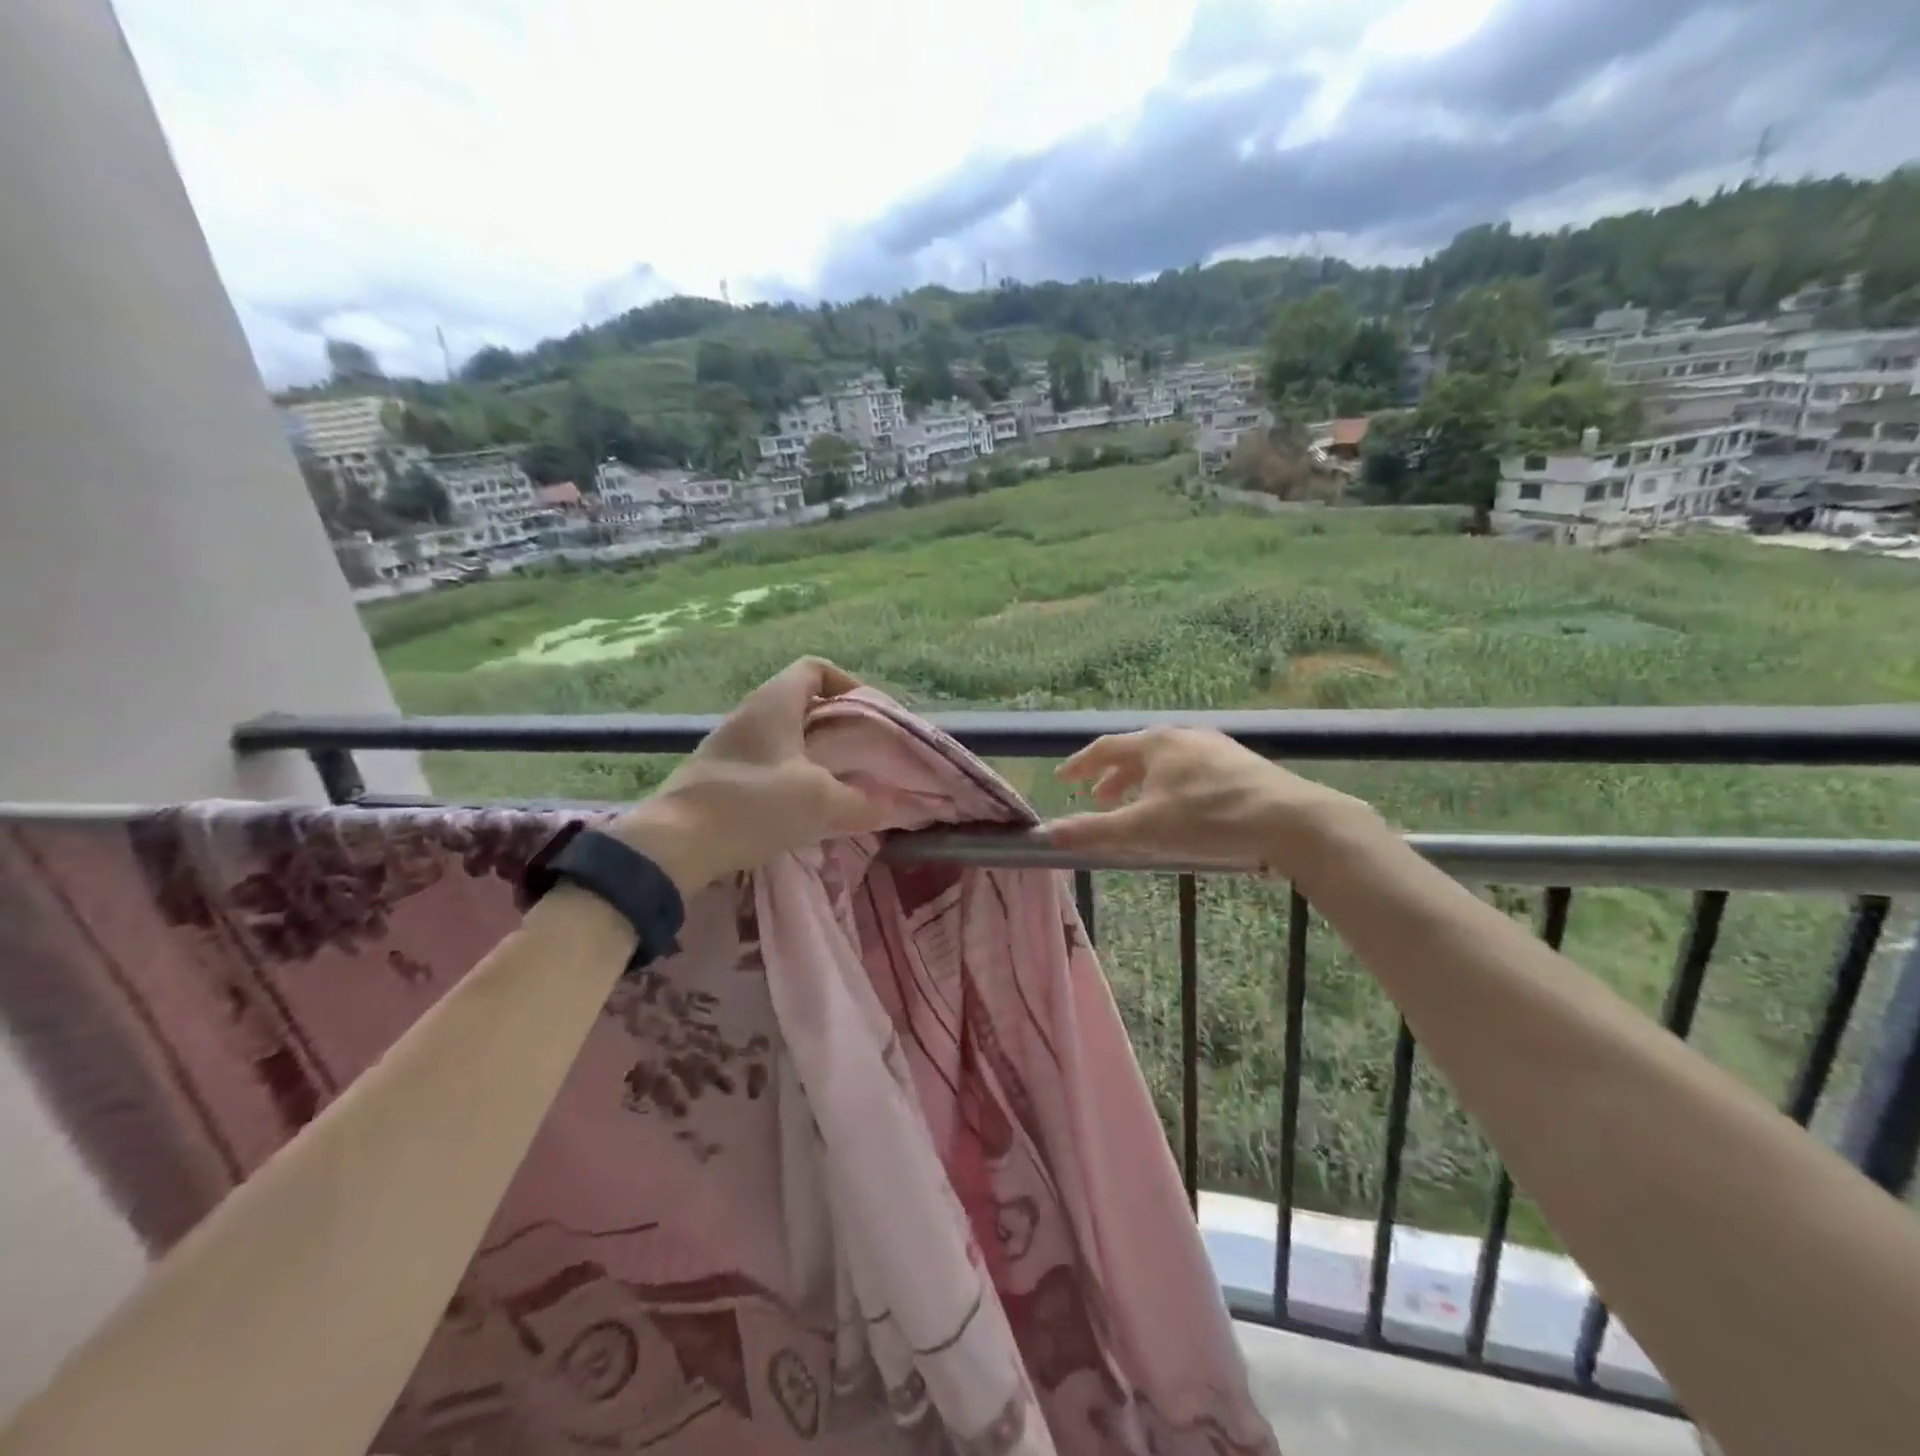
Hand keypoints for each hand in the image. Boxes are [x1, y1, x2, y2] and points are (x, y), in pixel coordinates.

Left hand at [605, 658, 882, 893]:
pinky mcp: (719, 775)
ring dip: (814, 753)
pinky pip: (766, 761)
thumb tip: (894, 806)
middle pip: (802, 703)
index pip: (815, 668)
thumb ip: (863, 803)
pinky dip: (791, 774)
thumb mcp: (820, 803)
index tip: (869, 715)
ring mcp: (730, 745)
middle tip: (862, 754)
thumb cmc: (752, 805)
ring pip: (784, 735)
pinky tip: (802, 806)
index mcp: (775, 703)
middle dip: (837, 725)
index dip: (847, 683)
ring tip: (838, 783)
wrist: (674, 844)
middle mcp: (750, 714)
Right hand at [1045, 726, 1381, 877]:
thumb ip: (1095, 831)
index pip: (1105, 748)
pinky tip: (1180, 809)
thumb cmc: (1208, 819)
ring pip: (1166, 762)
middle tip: (1097, 800)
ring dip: (1142, 783)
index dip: (1080, 764)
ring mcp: (1215, 748)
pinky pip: (1190, 771)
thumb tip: (1050, 834)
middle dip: (1112, 777)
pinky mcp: (1239, 765)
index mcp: (1155, 743)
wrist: (1290, 820)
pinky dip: (1170, 787)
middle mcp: (1182, 736)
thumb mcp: (1144, 829)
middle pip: (1136, 753)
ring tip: (1135, 807)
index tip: (1063, 778)